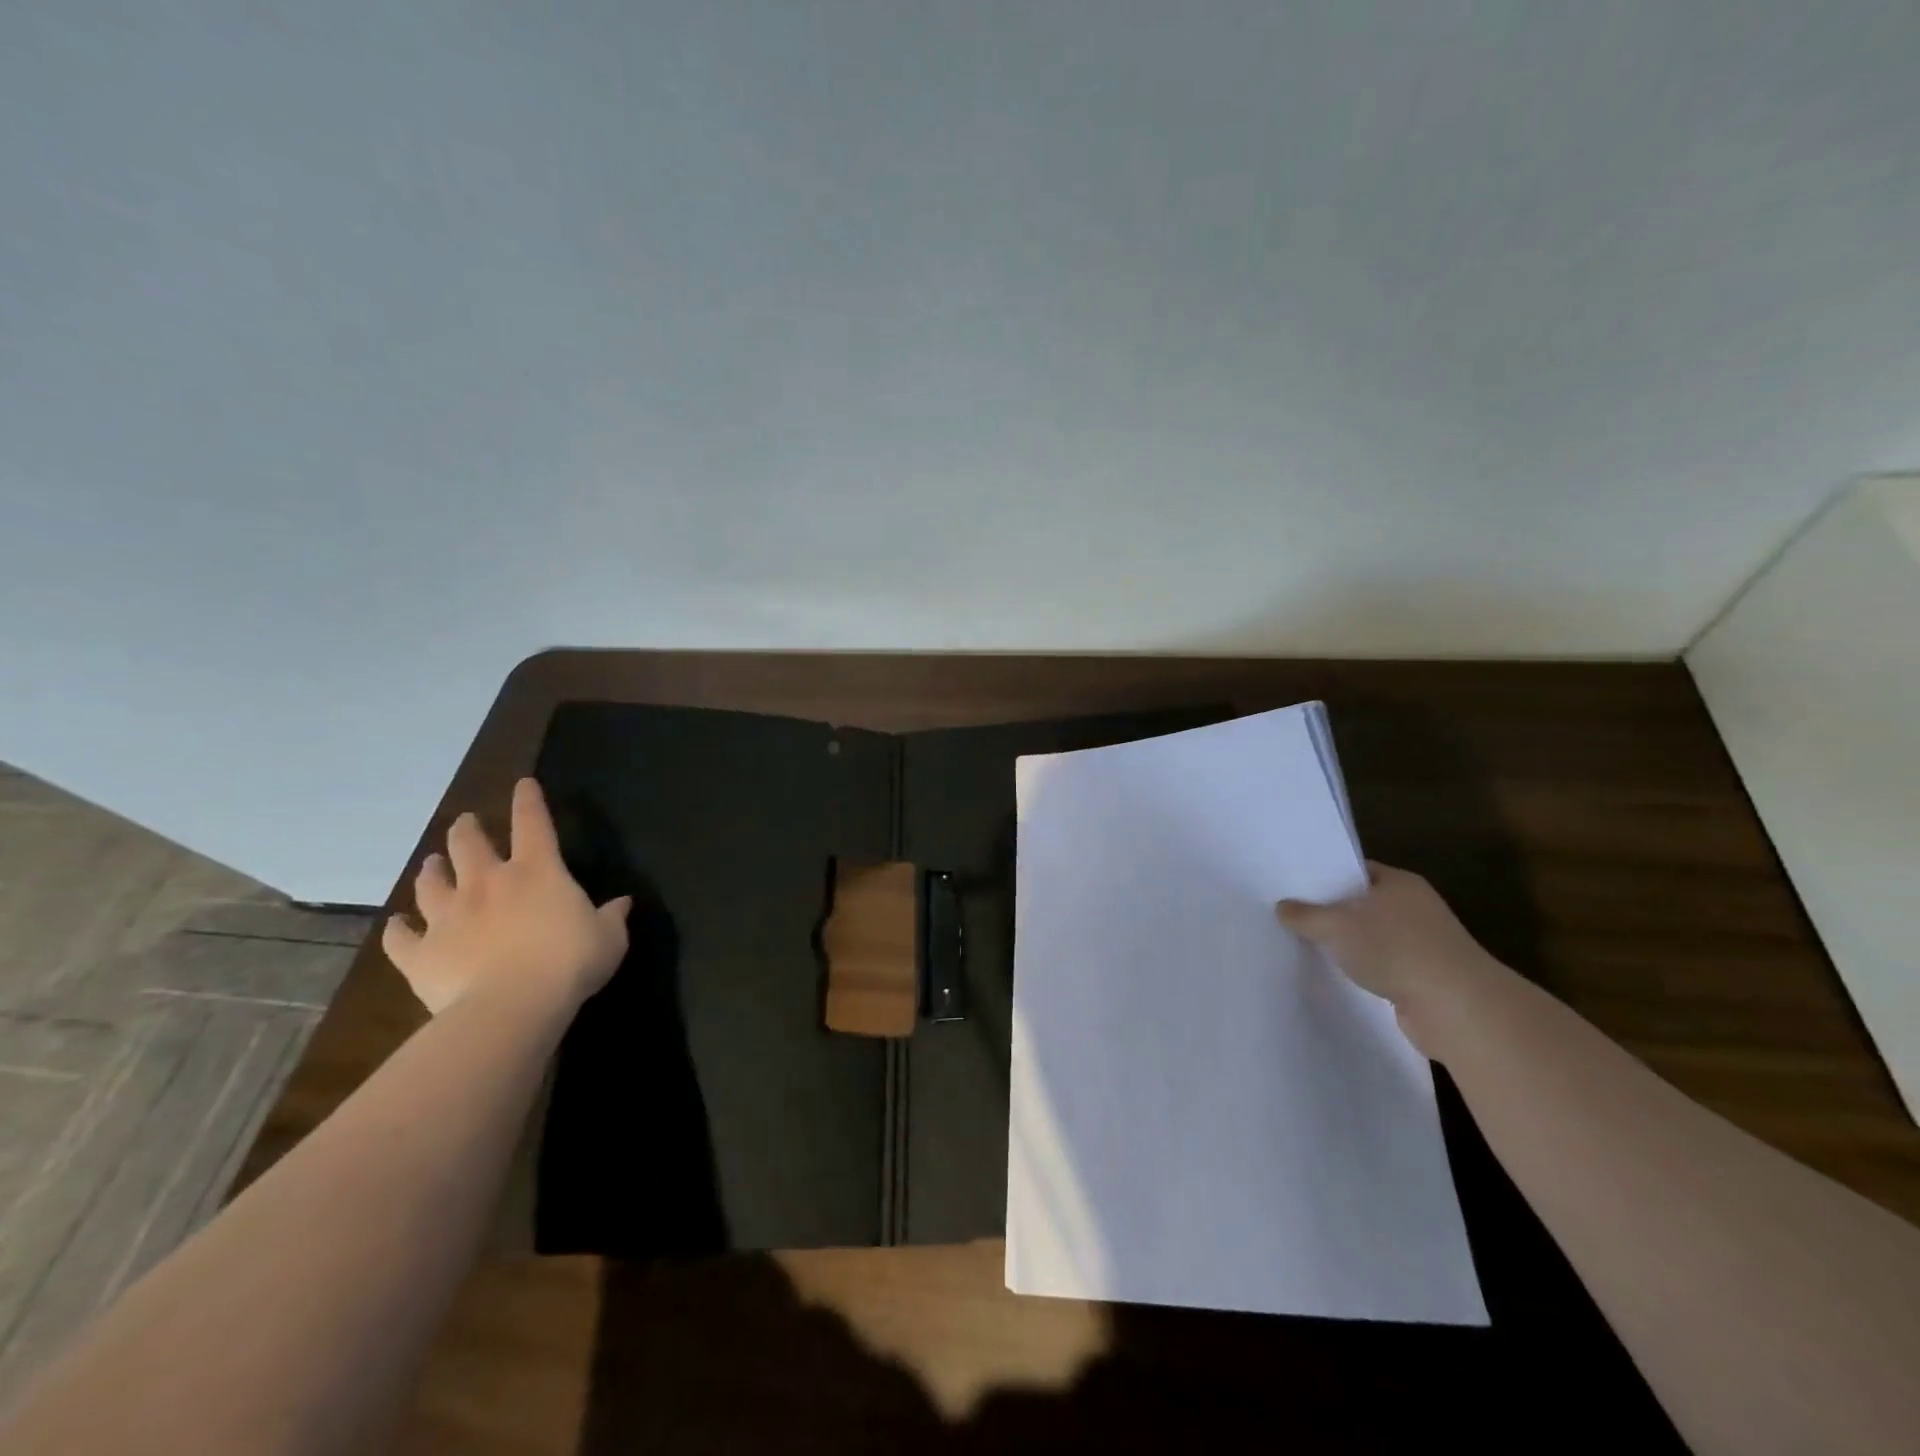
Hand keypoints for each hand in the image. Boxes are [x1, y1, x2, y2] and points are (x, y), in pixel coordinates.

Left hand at [383, 778, 630, 1016]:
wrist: (510, 1007)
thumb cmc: (569, 963)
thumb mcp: (609, 938)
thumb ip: (612, 917)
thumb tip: (621, 903)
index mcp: (537, 871)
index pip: (533, 823)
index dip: (528, 801)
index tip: (523, 784)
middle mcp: (488, 883)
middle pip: (469, 844)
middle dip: (467, 830)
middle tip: (466, 824)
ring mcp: (448, 916)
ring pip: (431, 883)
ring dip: (432, 870)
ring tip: (433, 864)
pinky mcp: (421, 953)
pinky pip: (401, 937)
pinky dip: (399, 929)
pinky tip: (398, 925)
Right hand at [1277, 862, 1499, 1057]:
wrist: (1455, 1008)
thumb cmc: (1394, 949)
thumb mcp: (1335, 926)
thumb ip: (1304, 915)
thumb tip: (1283, 907)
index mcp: (1399, 882)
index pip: (1355, 869)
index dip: (1324, 876)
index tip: (1294, 886)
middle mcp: (1415, 907)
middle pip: (1362, 903)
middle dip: (1332, 912)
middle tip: (1292, 917)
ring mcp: (1424, 943)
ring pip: (1373, 936)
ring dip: (1348, 944)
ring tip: (1308, 947)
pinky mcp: (1425, 977)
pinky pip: (1383, 965)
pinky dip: (1364, 970)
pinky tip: (1339, 976)